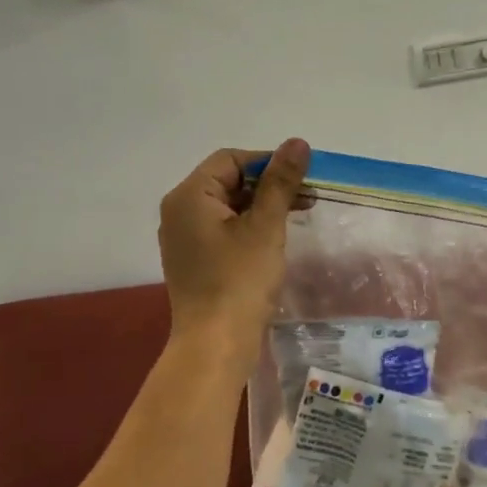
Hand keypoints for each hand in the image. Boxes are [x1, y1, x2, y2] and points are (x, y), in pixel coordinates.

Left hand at [158, 141, 309, 346]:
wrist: (216, 344)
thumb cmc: (240, 280)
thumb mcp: (266, 226)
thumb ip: (281, 182)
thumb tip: (297, 142)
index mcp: (189, 196)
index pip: (231, 159)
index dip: (269, 161)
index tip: (303, 176)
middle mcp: (178, 212)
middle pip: (228, 181)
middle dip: (269, 184)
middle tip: (308, 196)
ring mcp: (184, 238)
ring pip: (228, 207)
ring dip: (263, 205)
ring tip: (298, 215)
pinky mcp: (194, 260)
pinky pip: (223, 230)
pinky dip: (250, 226)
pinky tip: (275, 238)